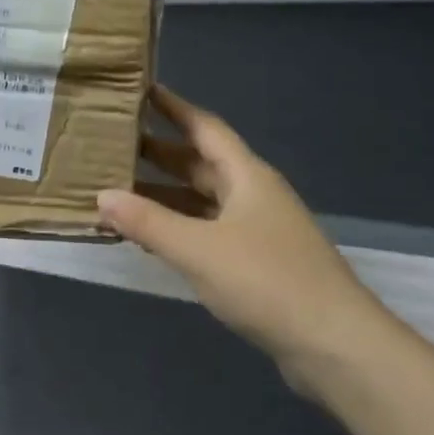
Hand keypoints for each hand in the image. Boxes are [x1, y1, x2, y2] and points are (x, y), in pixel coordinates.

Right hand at [96, 87, 393, 384]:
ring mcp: (256, 230)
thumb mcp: (198, 249)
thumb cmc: (266, 281)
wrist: (332, 343)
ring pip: (202, 201)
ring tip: (118, 190)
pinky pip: (206, 232)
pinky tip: (149, 237)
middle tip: (113, 145)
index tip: (141, 91)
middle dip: (159, 154)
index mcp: (247, 177)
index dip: (174, 108)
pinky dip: (177, 229)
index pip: (205, 128)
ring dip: (164, 195)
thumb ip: (148, 222)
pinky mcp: (256, 263)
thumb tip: (102, 196)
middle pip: (200, 164)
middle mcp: (252, 195)